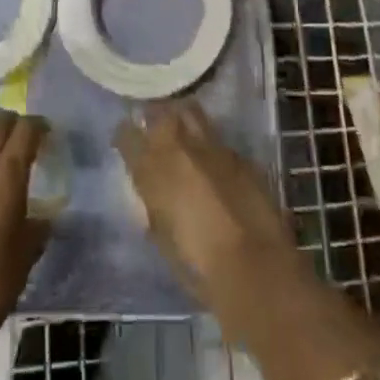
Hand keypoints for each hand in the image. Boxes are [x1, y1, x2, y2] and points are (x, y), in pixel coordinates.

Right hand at [114, 99, 299, 309]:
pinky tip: (214, 163)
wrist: (255, 267)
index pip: (127, 136)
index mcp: (152, 169)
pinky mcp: (240, 156)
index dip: (125, 136)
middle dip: (155, 117)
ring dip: (183, 120)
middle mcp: (180, 148)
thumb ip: (153, 207)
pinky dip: (211, 146)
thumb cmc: (198, 266)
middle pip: (160, 113)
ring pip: (191, 113)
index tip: (125, 141)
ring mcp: (213, 147)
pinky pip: (218, 140)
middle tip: (153, 129)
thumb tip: (153, 195)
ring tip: (183, 134)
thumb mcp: (162, 238)